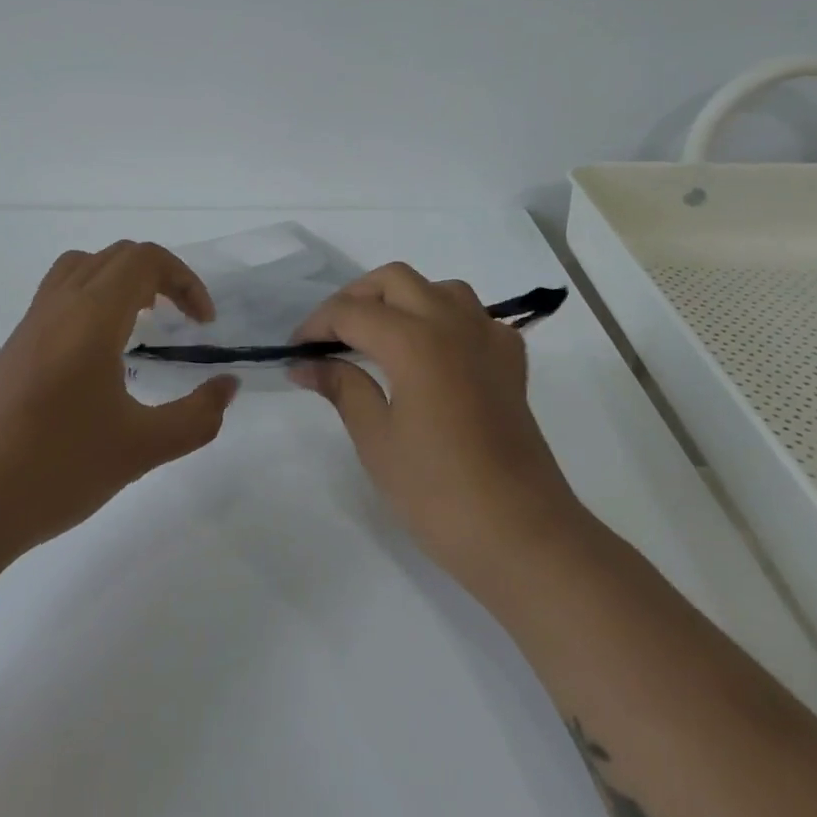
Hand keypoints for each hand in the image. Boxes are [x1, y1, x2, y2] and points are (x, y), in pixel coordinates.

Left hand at [0, 241, 239, 563]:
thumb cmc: (54, 469)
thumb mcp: (141, 448)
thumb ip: (196, 416)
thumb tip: (227, 387)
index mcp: (91, 316)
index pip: (144, 260)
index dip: (184, 280)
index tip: (204, 325)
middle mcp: (57, 307)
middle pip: (114, 257)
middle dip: (158, 277)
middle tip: (180, 322)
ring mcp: (27, 327)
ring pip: (80, 271)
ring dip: (120, 283)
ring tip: (141, 325)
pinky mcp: (10, 352)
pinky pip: (58, 299)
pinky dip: (91, 304)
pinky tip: (99, 360)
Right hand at [290, 263, 580, 579]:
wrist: (521, 535)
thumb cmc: (437, 492)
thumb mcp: (376, 439)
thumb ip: (342, 387)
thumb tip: (305, 364)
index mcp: (415, 341)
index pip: (352, 311)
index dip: (316, 325)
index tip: (295, 351)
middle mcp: (453, 324)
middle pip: (394, 280)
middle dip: (355, 298)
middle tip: (330, 337)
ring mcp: (489, 339)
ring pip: (438, 288)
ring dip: (401, 300)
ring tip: (377, 337)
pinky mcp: (510, 362)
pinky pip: (473, 316)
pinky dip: (444, 319)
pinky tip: (431, 353)